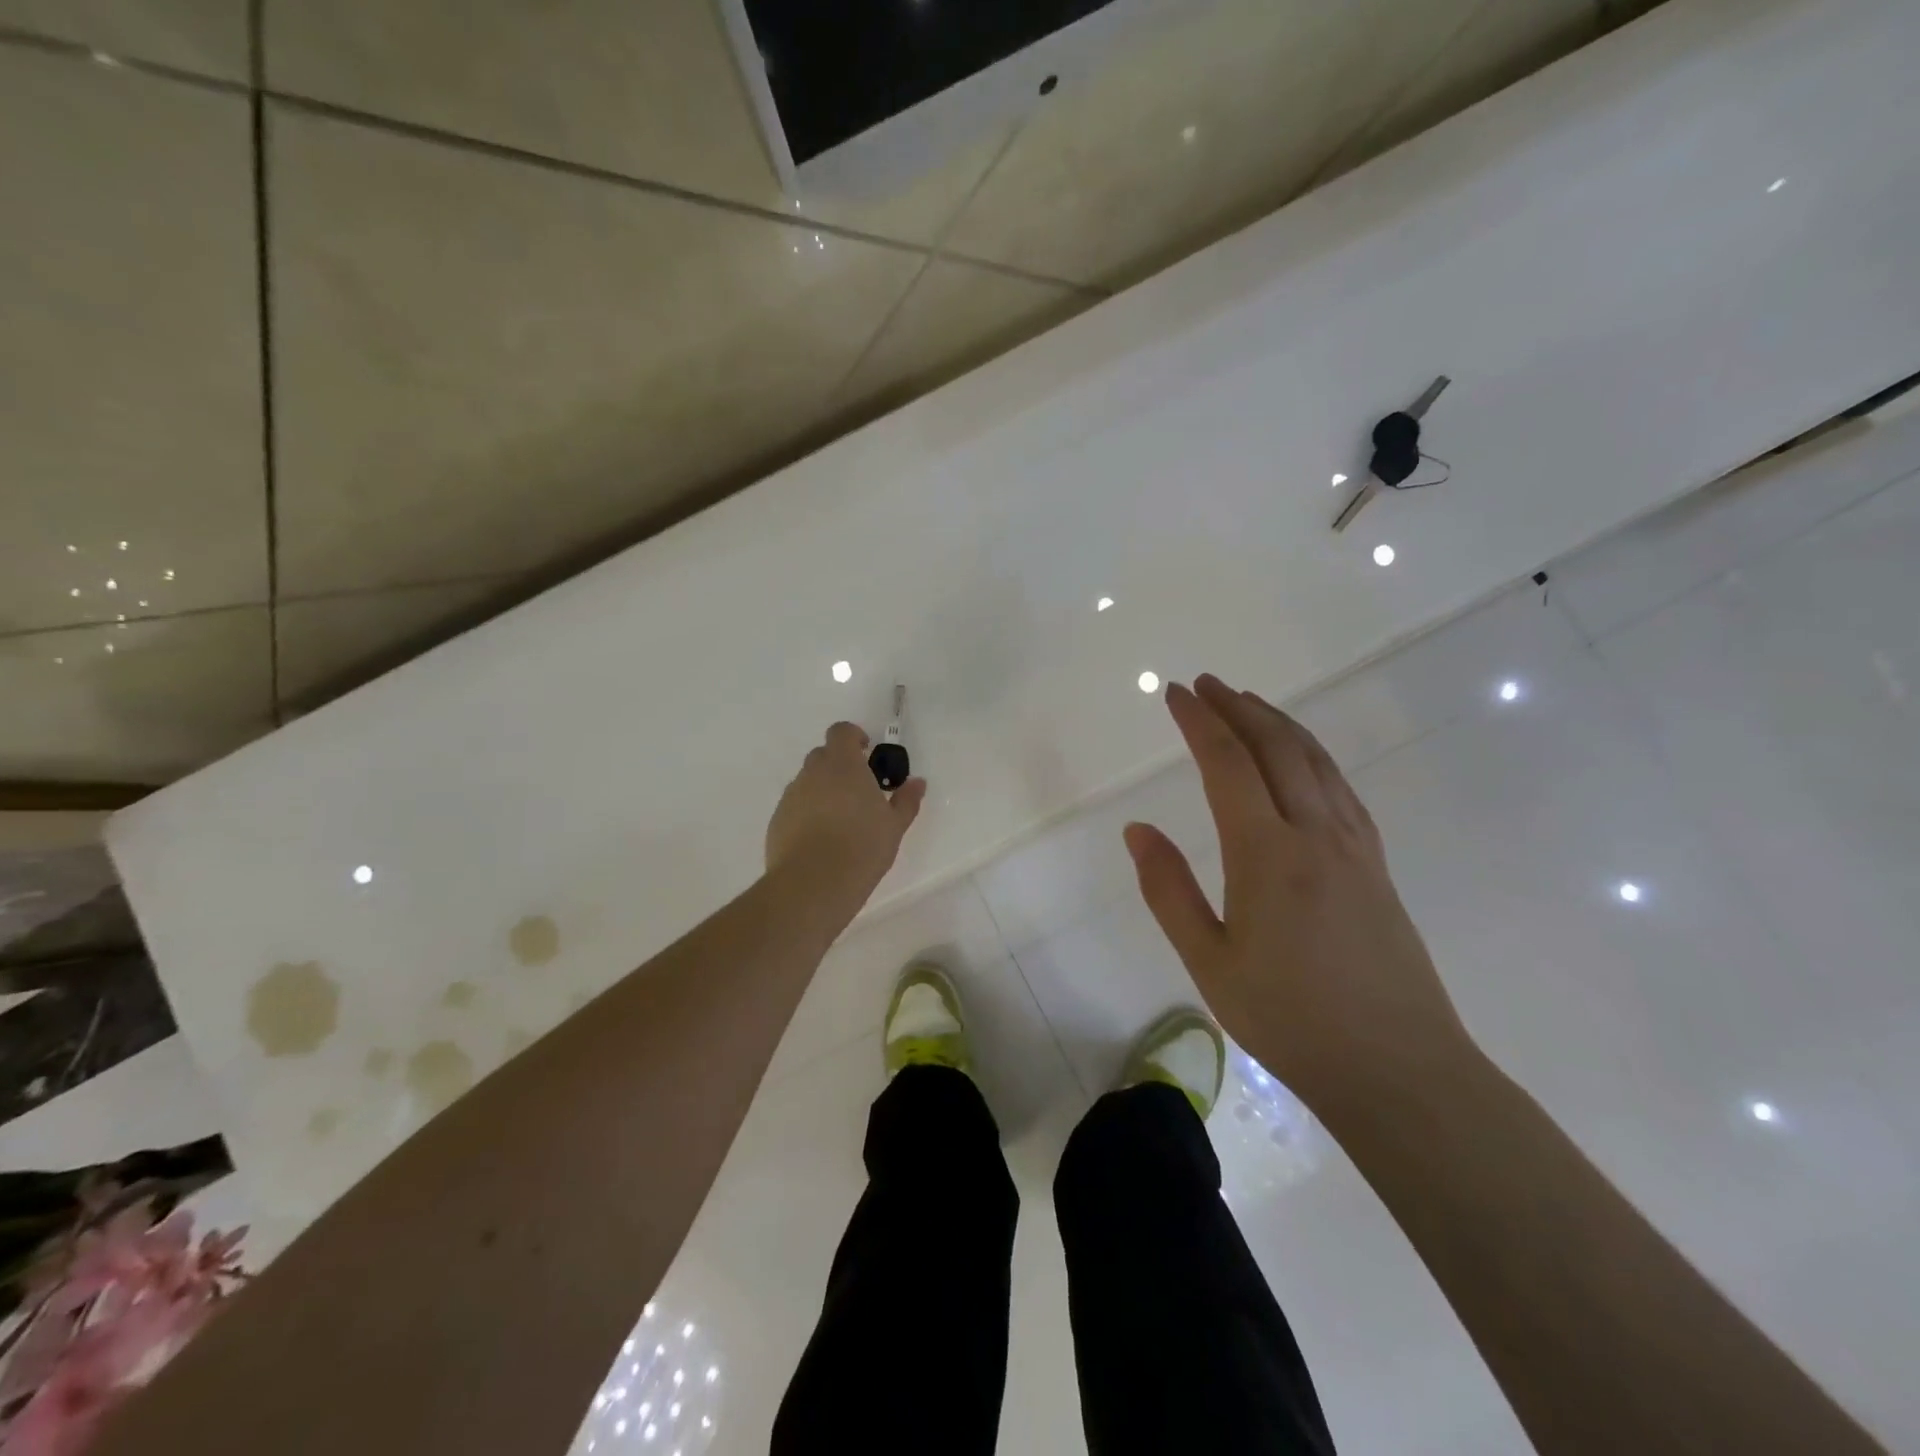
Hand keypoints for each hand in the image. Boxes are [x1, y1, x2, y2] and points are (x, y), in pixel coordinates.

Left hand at [766, 721, 926, 913]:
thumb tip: (917, 782)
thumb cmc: (862, 847)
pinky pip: (795, 807)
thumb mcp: (894, 825)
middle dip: (840, 766)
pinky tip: (821, 840)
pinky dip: (808, 813)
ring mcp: (791, 797)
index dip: (853, 736)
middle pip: (823, 756)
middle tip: (859, 791)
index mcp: (842, 765)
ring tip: (841, 821)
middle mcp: (812, 773)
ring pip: (808, 782)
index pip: (841, 732)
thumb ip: (906, 800)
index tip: (866, 752)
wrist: (813, 883)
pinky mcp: (777, 821)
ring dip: (823, 791)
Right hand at [1124, 674, 1475, 1117]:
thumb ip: (1167, 890)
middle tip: (1206, 684)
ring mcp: (1354, 846)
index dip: (1199, 722)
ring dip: (1278, 723)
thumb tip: (1137, 829)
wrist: (1399, 1069)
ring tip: (1248, 702)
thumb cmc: (1290, 1020)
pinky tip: (1302, 758)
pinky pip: (1341, 787)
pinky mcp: (1376, 864)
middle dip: (1238, 708)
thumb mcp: (1208, 962)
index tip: (1175, 693)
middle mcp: (1315, 834)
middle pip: (1276, 747)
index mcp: (1267, 854)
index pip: (1228, 764)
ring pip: (1315, 760)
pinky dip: (1312, 755)